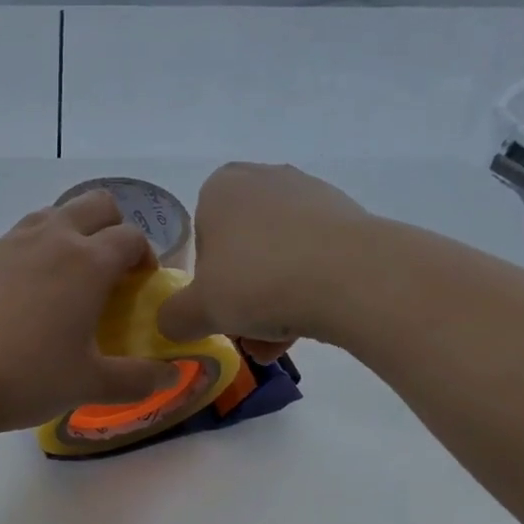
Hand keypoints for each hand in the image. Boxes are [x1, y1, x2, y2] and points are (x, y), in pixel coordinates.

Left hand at [0, 190, 177, 435]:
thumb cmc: (26, 378)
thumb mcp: (90, 385)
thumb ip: (138, 379)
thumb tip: (170, 375)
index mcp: (88, 262)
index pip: (132, 237)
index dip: (145, 257)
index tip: (141, 286)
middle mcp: (52, 238)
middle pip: (96, 204)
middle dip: (114, 227)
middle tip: (111, 271)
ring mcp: (11, 242)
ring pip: (54, 213)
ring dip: (73, 232)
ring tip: (70, 279)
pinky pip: (21, 236)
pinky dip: (37, 250)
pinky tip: (27, 295)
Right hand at [158, 162, 370, 352]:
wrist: (352, 277)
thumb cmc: (258, 282)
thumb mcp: (198, 310)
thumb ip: (174, 317)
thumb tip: (171, 323)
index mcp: (221, 187)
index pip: (201, 239)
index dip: (206, 282)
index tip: (219, 309)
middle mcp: (265, 179)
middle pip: (242, 251)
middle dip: (243, 296)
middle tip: (247, 332)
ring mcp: (311, 195)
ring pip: (278, 259)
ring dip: (273, 304)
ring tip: (278, 345)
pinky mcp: (348, 218)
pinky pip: (314, 259)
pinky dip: (307, 292)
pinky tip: (310, 328)